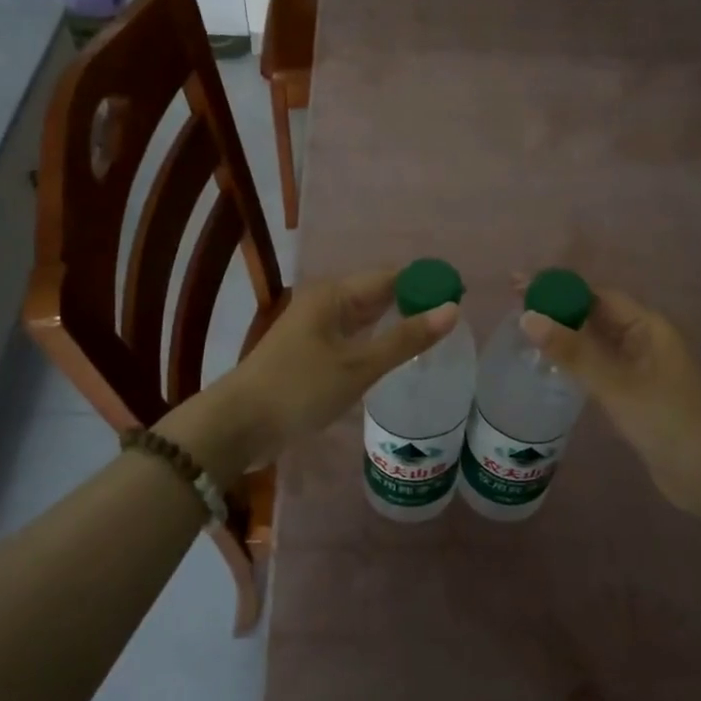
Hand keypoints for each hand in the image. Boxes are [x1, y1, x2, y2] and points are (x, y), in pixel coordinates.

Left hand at [159, 269, 457, 483]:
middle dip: (414, 302)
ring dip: (396, 322)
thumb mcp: (358, 366)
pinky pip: (353, 335)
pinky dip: (377, 340)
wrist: (239, 425)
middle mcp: (325, 301)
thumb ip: (406, 338)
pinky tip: (396, 354)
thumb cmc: (300, 389)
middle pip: (379, 292)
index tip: (461, 297)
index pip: (392, 276)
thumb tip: (452, 309)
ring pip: (366, 315)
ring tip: (435, 336)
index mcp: (334, 294)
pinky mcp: (311, 351)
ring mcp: (316, 326)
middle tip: (455, 320)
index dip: (426, 283)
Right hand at [521, 289, 700, 521]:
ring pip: (595, 343)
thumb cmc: (671, 423)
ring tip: (522, 333)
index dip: (558, 288)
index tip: (518, 285)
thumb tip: (528, 317)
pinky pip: (598, 368)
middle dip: (557, 309)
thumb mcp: (618, 386)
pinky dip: (574, 363)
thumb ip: (573, 352)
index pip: (596, 295)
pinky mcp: (634, 396)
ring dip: (563, 336)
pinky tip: (549, 367)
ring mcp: (640, 370)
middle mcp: (644, 341)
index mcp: (648, 327)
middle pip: (595, 315)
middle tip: (511, 308)